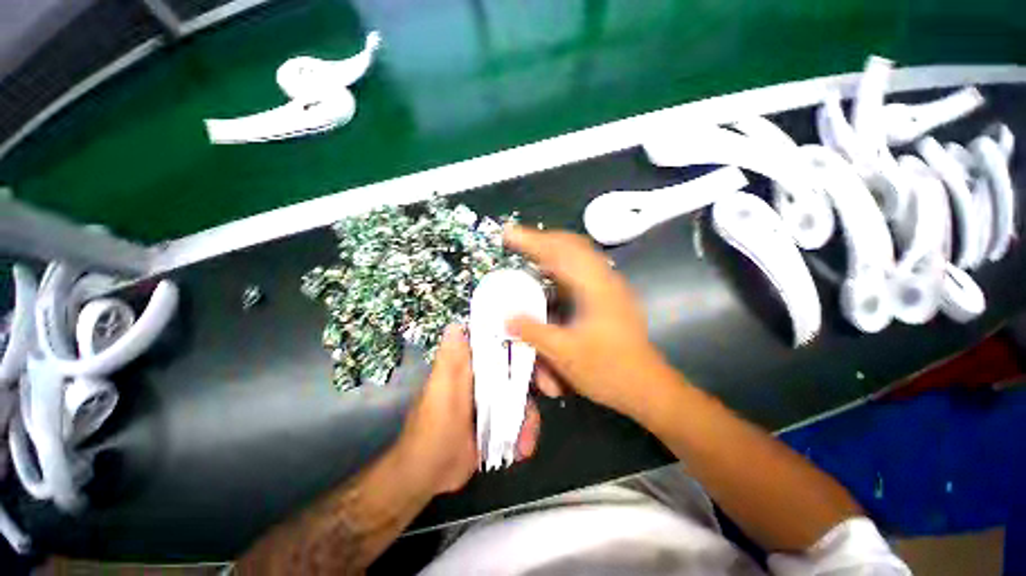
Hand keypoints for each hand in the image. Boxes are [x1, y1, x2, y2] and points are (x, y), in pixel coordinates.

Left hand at [396, 325, 540, 495]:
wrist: (427, 475)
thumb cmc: (432, 429)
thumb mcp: (440, 392)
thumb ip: (450, 361)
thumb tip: (454, 325)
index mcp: (471, 368)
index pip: (500, 349)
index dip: (521, 350)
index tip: (539, 359)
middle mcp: (483, 381)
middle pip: (517, 376)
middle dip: (530, 394)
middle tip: (537, 410)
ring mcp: (492, 404)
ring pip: (520, 401)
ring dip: (527, 421)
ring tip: (525, 444)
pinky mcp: (497, 424)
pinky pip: (518, 421)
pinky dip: (524, 434)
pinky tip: (522, 450)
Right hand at [505, 226, 672, 418]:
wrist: (646, 388)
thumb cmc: (608, 370)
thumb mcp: (565, 354)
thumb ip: (533, 332)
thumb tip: (506, 318)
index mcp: (596, 287)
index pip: (560, 252)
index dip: (532, 241)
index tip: (508, 234)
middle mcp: (605, 279)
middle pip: (572, 245)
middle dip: (543, 240)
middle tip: (518, 241)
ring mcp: (609, 286)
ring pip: (579, 256)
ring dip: (553, 251)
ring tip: (531, 252)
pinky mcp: (608, 296)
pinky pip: (582, 270)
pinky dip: (562, 266)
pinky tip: (550, 274)